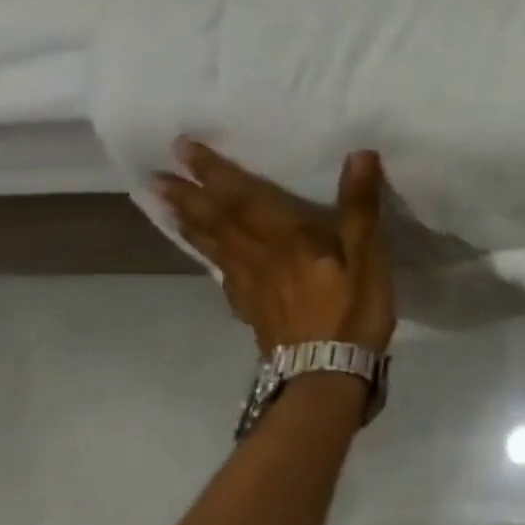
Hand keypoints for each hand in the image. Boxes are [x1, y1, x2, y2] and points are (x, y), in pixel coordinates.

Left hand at [156, 140, 395, 356]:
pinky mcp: (253, 310)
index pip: (242, 199)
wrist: (326, 376)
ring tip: (164, 204)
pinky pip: (223, 272)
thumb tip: (359, 154)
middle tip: (155, 175)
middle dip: (189, 195)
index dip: (214, 172)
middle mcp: (259, 259)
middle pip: (218, 222)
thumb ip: (360, 207)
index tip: (182, 148)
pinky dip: (208, 255)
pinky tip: (209, 256)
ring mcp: (251, 287)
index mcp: (286, 241)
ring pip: (213, 247)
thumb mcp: (368, 257)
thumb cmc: (351, 312)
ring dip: (188, 222)